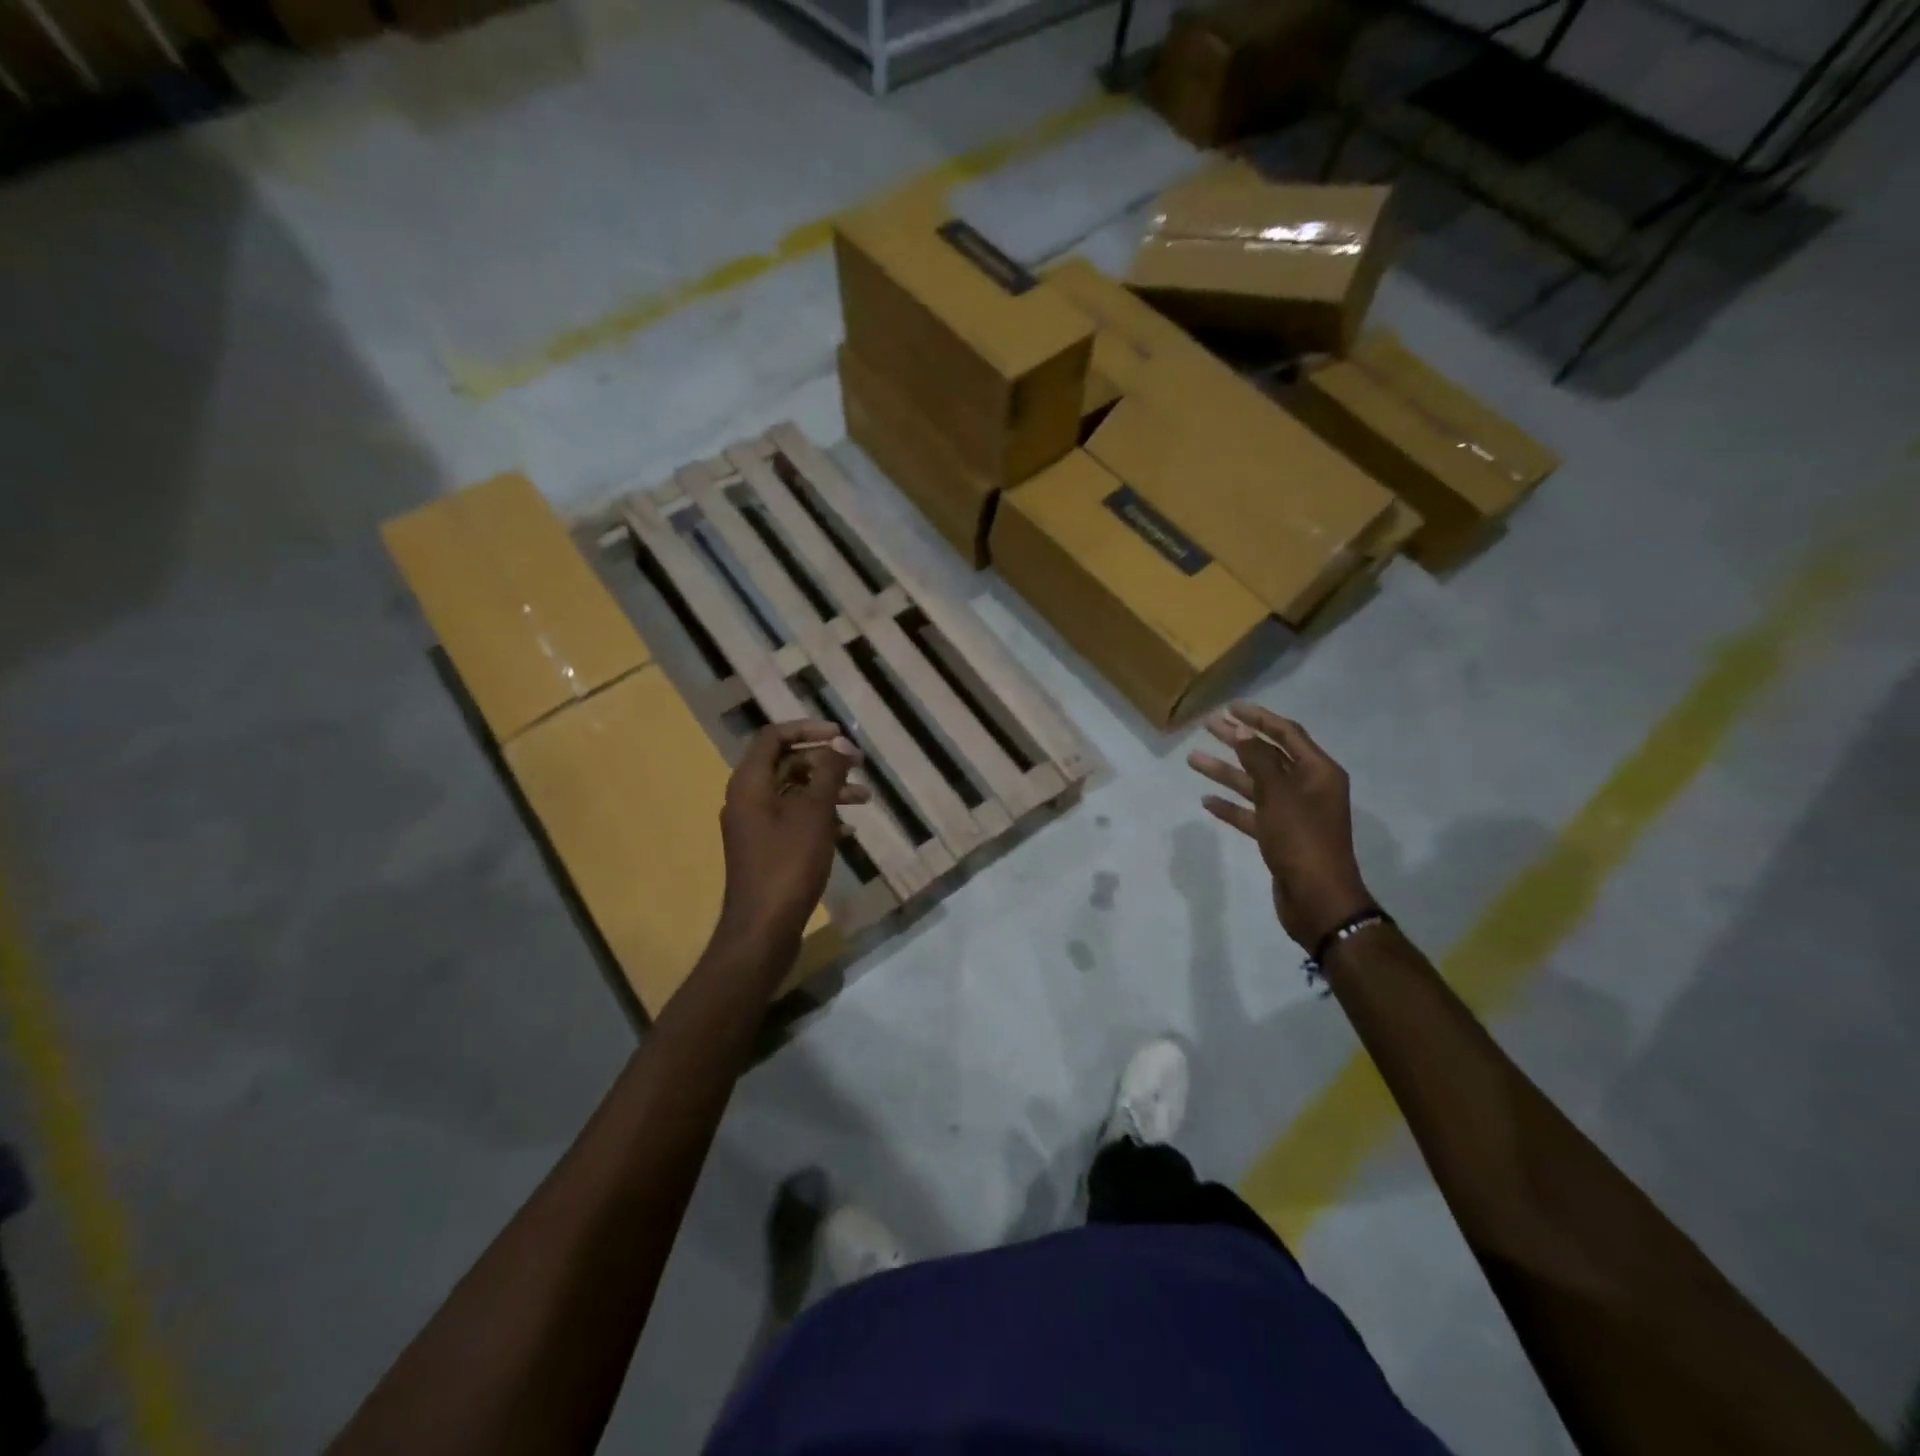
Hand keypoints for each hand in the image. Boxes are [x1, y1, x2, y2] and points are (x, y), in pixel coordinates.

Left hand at [714, 720, 870, 956]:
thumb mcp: (814, 814)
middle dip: (825, 761)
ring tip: (865, 799)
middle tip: (860, 765)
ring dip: (828, 790)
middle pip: (786, 763)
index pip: (773, 737)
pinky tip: (849, 830)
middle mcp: (748, 799)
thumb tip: (840, 744)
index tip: (841, 735)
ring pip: (794, 793)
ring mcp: (756, 826)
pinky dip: (821, 817)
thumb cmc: (788, 865)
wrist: (763, 928)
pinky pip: (794, 819)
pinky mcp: (767, 849)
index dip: (808, 729)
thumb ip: (828, 774)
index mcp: (750, 784)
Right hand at [1187, 704, 1373, 950]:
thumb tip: (1243, 732)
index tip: (1230, 707)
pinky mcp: (1278, 837)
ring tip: (1193, 759)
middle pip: (1268, 756)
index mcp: (1318, 772)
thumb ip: (1260, 760)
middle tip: (1208, 726)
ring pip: (1255, 784)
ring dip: (1227, 772)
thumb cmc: (1302, 840)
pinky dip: (1231, 806)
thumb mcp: (1280, 794)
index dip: (1259, 718)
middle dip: (1238, 740)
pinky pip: (1251, 813)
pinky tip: (1207, 801)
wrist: (1318, 899)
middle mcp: (1307, 788)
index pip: (1287, 734)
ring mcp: (1292, 814)